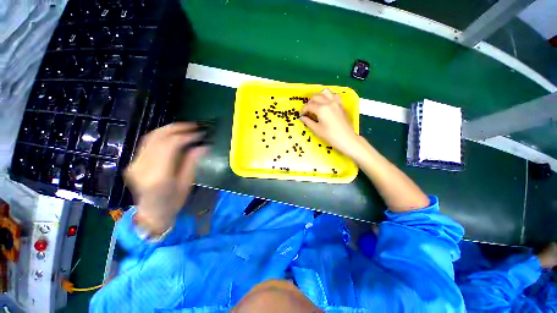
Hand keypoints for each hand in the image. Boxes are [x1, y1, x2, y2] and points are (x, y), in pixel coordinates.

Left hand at [124, 123, 206, 233]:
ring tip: (185, 127)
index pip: (170, 146)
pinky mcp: (133, 162)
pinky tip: (172, 134)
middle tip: (194, 126)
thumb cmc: (173, 202)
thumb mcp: (186, 183)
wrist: (151, 213)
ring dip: (169, 129)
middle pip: (158, 138)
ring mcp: (135, 163)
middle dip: (178, 128)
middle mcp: (142, 167)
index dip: (186, 136)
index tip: (200, 133)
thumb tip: (202, 146)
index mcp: (158, 176)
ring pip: (150, 137)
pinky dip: (161, 135)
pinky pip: (147, 143)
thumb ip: (192, 162)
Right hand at [300, 89, 358, 155]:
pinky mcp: (341, 105)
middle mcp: (328, 102)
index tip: (301, 114)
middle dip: (309, 103)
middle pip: (316, 97)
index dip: (303, 110)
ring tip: (316, 104)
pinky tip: (327, 104)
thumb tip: (302, 118)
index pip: (309, 105)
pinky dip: (328, 97)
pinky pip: (334, 96)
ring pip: (325, 92)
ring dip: (319, 97)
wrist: (346, 138)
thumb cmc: (330, 136)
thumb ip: (308, 122)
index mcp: (321, 109)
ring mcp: (336, 102)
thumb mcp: (317, 130)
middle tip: (307, 111)